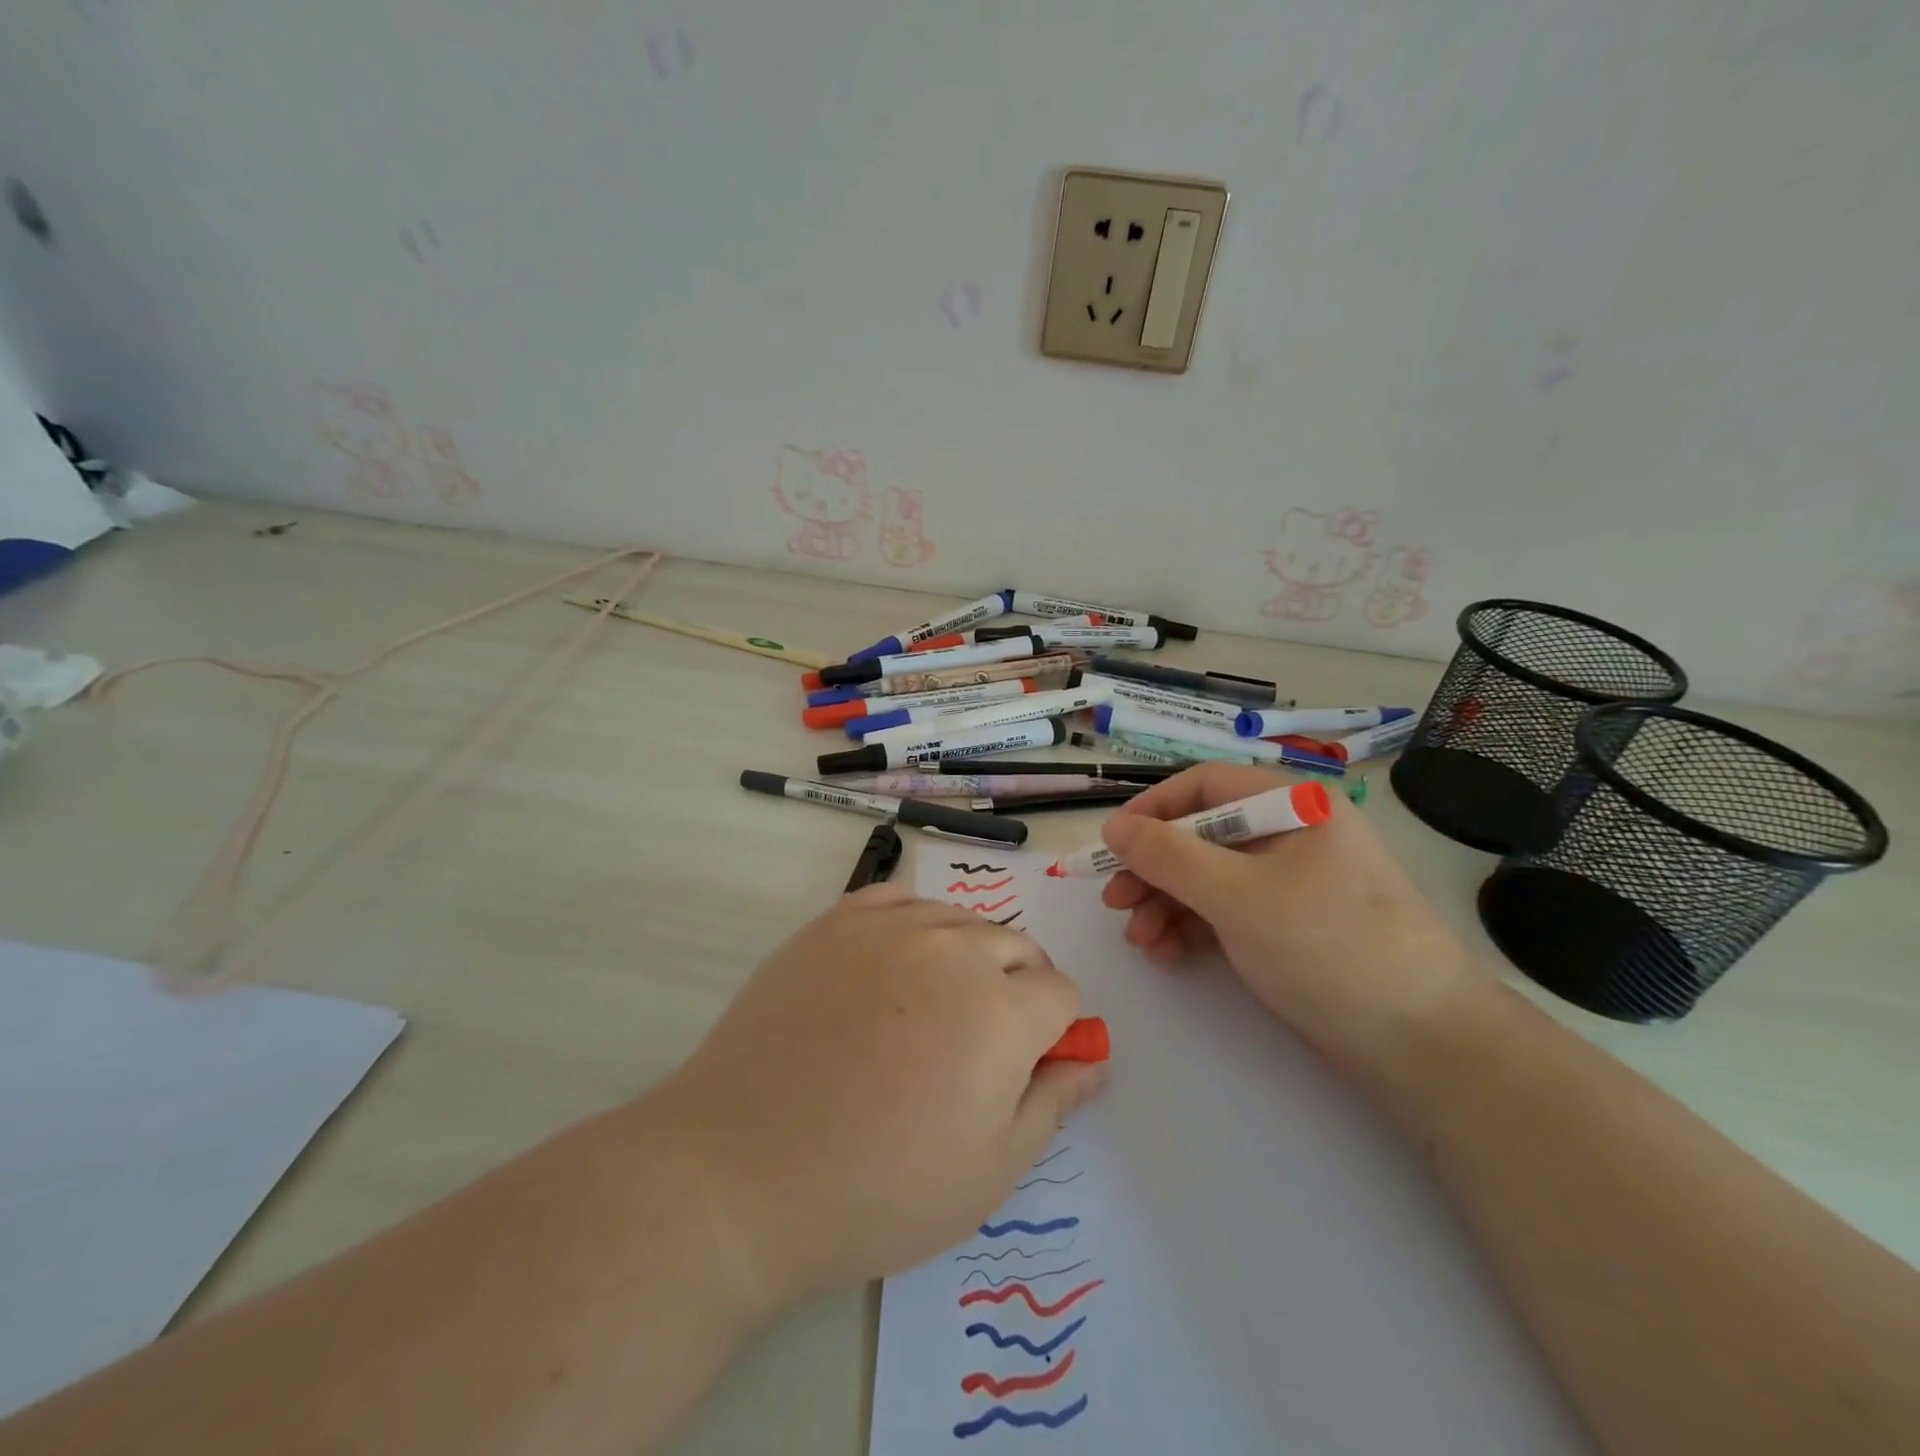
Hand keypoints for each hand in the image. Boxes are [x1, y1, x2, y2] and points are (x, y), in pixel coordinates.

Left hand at [658, 884, 1099, 1313]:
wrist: (741, 1169)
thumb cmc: (876, 1189)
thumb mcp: (987, 1173)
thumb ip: (1051, 1104)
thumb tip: (1090, 1060)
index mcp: (1001, 1011)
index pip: (1060, 994)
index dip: (1052, 1032)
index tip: (1023, 1066)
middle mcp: (952, 950)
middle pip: (1016, 946)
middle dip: (1017, 988)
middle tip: (977, 1044)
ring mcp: (888, 928)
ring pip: (960, 920)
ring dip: (966, 955)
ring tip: (931, 1010)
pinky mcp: (834, 922)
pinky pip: (898, 901)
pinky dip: (913, 926)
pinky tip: (893, 967)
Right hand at [1099, 764, 1478, 1078]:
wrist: (1425, 1044)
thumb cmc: (1328, 947)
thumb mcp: (1237, 895)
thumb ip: (1168, 856)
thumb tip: (1112, 825)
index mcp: (1291, 804)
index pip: (1204, 786)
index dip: (1151, 810)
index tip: (1112, 845)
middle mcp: (1290, 833)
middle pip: (1201, 834)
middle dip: (1153, 868)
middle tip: (1115, 902)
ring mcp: (1291, 882)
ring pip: (1209, 876)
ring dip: (1166, 904)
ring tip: (1139, 940)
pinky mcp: (1290, 924)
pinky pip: (1228, 910)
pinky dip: (1194, 927)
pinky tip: (1168, 953)